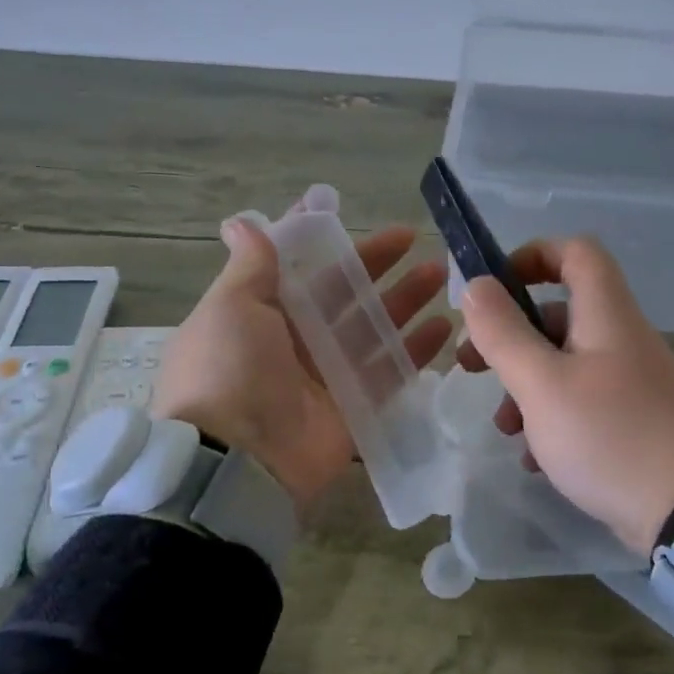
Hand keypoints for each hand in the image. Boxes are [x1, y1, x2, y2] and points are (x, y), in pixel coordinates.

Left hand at [152, 210, 451, 507]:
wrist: (237, 461)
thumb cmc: (229, 370)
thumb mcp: (230, 307)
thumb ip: (250, 267)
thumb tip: (241, 222)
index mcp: (261, 312)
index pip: (296, 266)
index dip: (321, 240)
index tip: (347, 212)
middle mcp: (294, 340)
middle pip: (343, 294)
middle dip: (377, 266)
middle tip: (415, 238)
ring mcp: (327, 376)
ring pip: (372, 329)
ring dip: (404, 301)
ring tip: (440, 275)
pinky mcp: (354, 408)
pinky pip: (390, 373)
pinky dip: (415, 352)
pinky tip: (443, 328)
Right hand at [456, 236, 673, 555]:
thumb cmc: (611, 435)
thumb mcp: (543, 384)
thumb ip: (504, 333)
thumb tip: (475, 285)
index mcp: (606, 315)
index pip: (575, 252)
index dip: (532, 256)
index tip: (492, 290)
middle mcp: (621, 340)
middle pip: (559, 315)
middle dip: (510, 337)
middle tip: (472, 366)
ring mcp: (630, 384)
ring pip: (565, 366)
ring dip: (525, 388)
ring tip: (504, 427)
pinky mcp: (633, 424)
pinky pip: (582, 406)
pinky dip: (551, 421)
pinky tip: (534, 459)